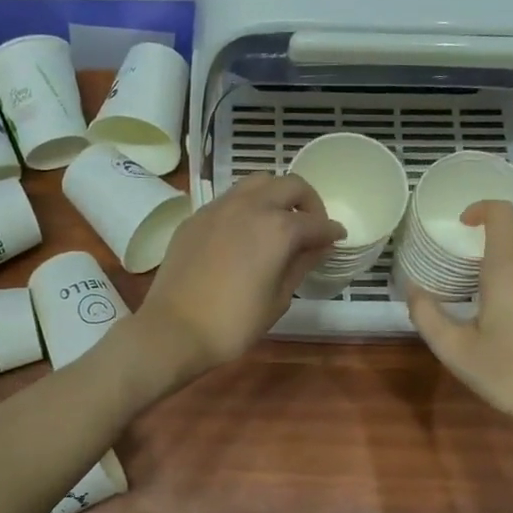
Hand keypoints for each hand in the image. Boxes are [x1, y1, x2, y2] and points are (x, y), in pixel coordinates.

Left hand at [139, 174, 343, 374]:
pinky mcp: (196, 217)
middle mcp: (250, 206)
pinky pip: (229, 199)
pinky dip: (247, 206)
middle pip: (289, 185)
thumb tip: (317, 247)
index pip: (315, 222)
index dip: (331, 231)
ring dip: (275, 195)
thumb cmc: (234, 323)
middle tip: (311, 225)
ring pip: (257, 183)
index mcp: (278, 228)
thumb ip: (301, 265)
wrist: (174, 329)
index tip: (338, 238)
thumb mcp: (278, 299)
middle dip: (308, 201)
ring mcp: (219, 208)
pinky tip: (245, 231)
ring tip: (278, 221)